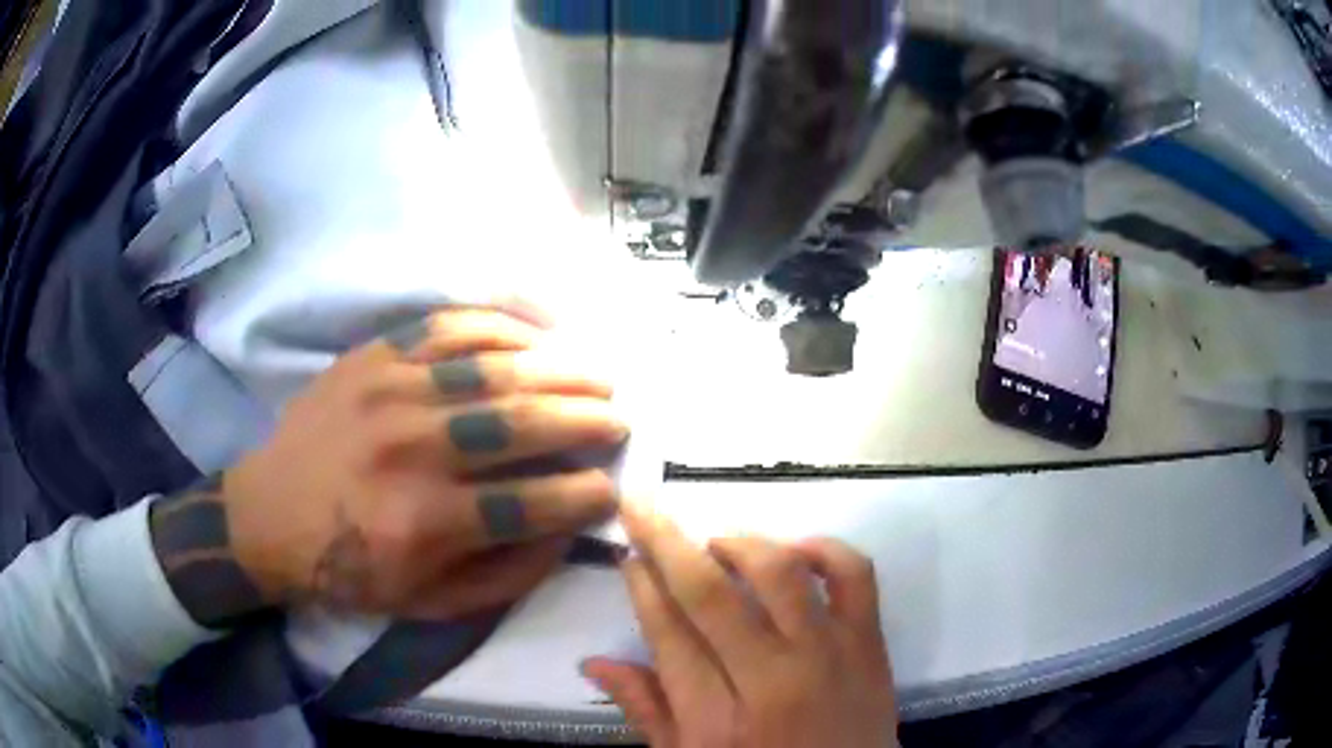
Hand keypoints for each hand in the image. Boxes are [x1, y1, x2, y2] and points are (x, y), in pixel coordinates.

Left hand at [150, 305, 627, 627]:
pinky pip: (449, 326)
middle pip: (521, 421)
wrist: (266, 515)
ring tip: (597, 373)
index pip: (531, 503)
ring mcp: (390, 390)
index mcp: (424, 521)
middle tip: (621, 419)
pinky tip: (536, 335)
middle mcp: (411, 449)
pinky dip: (502, 326)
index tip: (613, 487)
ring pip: (494, 366)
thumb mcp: (427, 604)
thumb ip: (505, 575)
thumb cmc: (347, 568)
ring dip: (559, 367)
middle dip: (587, 419)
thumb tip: (567, 532)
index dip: (585, 495)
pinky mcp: (373, 356)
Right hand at [583, 503, 896, 747]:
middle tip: (642, 509)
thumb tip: (595, 663)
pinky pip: (854, 575)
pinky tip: (795, 552)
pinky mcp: (869, 642)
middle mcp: (770, 679)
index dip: (643, 586)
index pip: (668, 634)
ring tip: (717, 545)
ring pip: (780, 573)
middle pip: (711, 593)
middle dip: (666, 541)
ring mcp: (827, 654)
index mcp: (715, 720)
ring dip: (739, 544)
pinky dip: (824, 549)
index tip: (628, 555)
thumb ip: (647, 711)